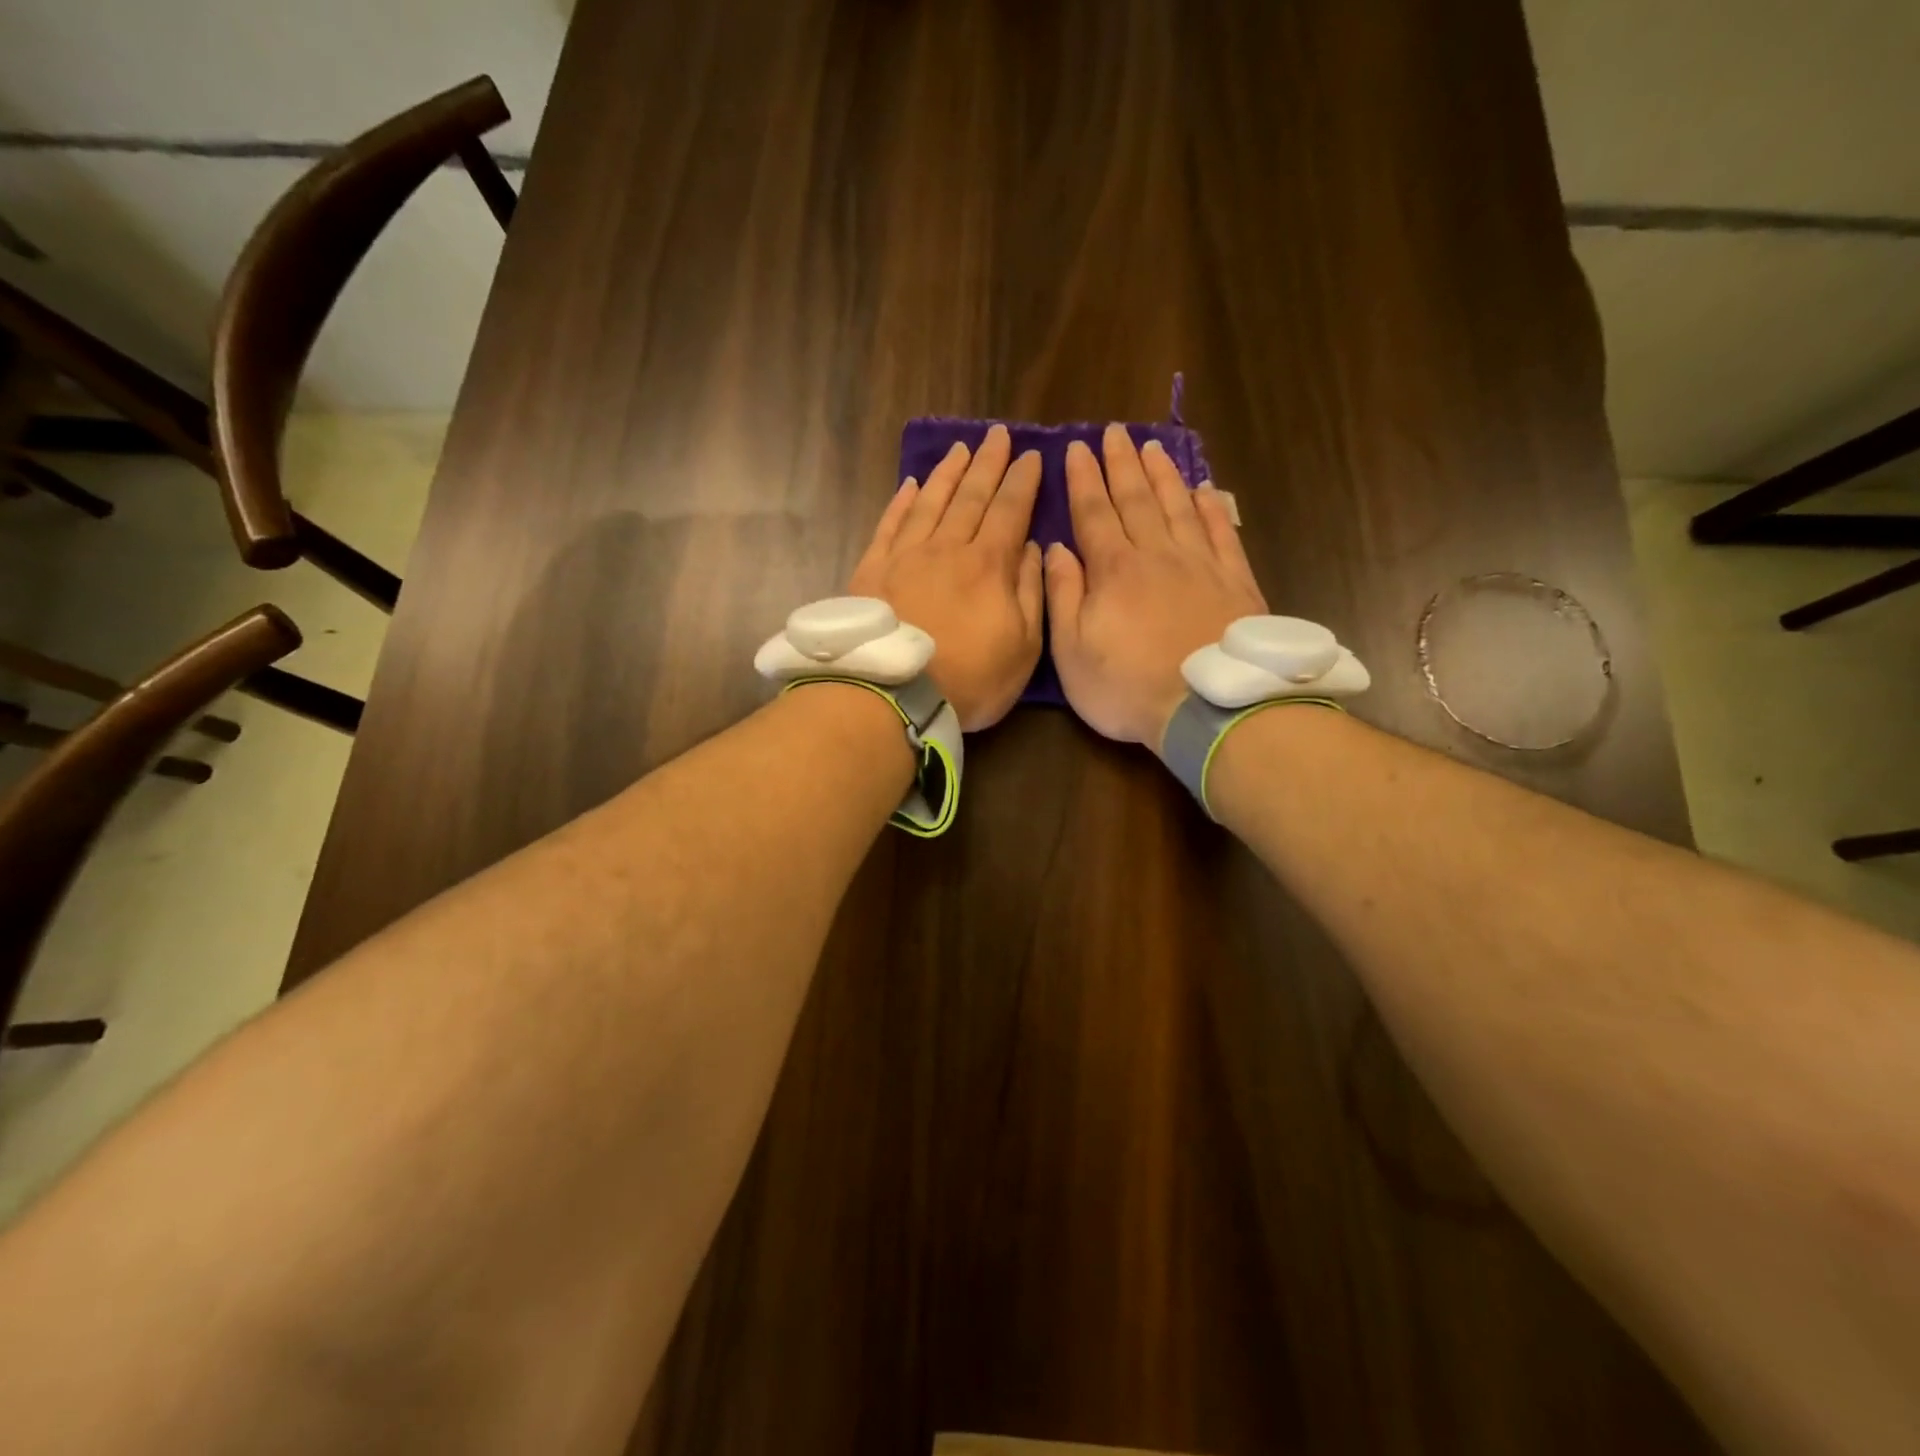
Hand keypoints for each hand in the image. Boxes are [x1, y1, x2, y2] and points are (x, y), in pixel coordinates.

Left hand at [849, 424, 1043, 730]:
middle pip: (971, 496)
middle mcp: (947, 548)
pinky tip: (911, 485)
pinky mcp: (872, 570)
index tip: (1032, 455)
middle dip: (988, 464)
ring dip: (948, 474)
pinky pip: (890, 525)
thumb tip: (1033, 548)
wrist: (894, 695)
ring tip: (960, 449)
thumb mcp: (1023, 646)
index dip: (1023, 481)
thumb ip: (1031, 593)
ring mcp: (906, 556)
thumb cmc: (970, 679)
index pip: (1010, 510)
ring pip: (931, 502)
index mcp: (988, 565)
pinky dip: (902, 502)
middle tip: (997, 434)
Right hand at [1044, 425, 1265, 750]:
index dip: (1083, 480)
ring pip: (1178, 506)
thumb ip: (1063, 596)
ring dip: (1162, 475)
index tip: (1076, 449)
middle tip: (1114, 432)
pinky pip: (1220, 532)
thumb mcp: (1072, 651)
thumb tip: (1056, 548)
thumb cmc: (1127, 686)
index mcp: (1114, 570)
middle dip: (1121, 464)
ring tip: (1152, 448)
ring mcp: (1200, 564)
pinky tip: (1203, 490)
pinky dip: (1210, 507)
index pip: (1094, 513)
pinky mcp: (1235, 581)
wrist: (1208, 707)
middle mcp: (1157, 554)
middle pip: (1136, 499)